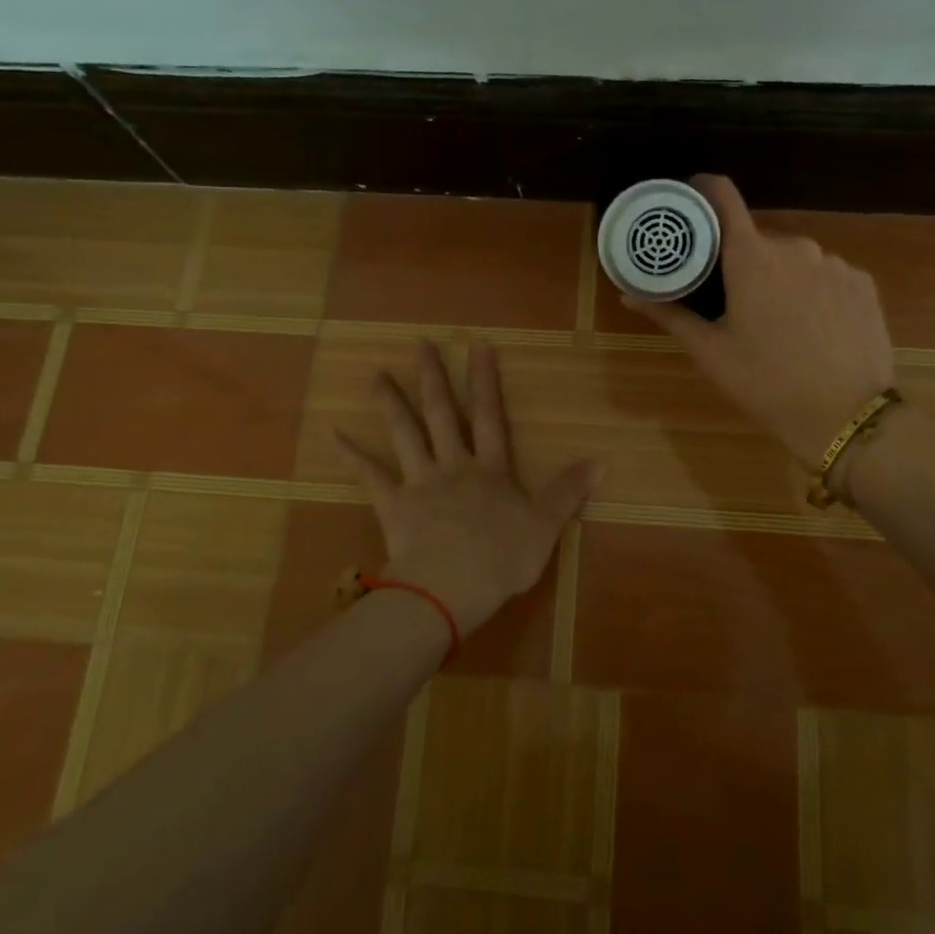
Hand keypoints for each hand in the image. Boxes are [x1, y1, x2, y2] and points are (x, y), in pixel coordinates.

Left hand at [334, 339, 600, 635]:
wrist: (450, 589)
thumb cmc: (501, 560)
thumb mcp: (545, 527)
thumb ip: (568, 492)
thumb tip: (601, 461)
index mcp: (491, 471)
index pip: (489, 416)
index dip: (485, 381)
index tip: (478, 345)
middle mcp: (454, 466)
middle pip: (441, 414)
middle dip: (432, 377)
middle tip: (419, 344)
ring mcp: (420, 482)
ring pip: (404, 434)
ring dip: (390, 402)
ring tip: (374, 374)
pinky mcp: (393, 504)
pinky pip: (370, 475)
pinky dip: (351, 455)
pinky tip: (333, 434)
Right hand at [624, 174, 897, 469]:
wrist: (846, 417)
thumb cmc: (766, 383)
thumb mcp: (711, 352)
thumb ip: (670, 314)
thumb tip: (628, 294)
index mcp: (751, 257)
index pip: (723, 196)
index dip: (702, 190)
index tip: (689, 202)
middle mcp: (795, 246)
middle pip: (757, 239)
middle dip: (740, 261)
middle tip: (729, 300)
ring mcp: (835, 263)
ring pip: (794, 258)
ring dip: (779, 277)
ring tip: (776, 322)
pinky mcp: (864, 283)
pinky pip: (827, 274)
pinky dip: (813, 290)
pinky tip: (814, 327)